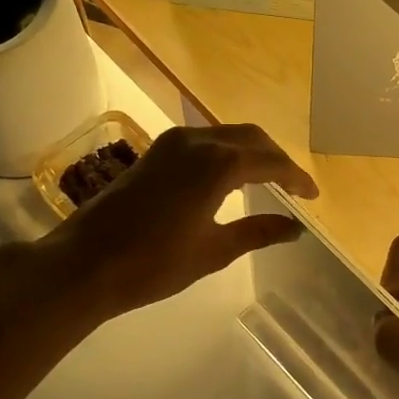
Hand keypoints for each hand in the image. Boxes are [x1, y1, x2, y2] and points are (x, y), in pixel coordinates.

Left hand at [33, 123, 318, 320]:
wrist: (85, 263)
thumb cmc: (154, 263)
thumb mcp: (214, 251)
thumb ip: (258, 232)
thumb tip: (294, 228)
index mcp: (218, 164)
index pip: (271, 162)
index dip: (296, 178)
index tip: (312, 196)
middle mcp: (197, 141)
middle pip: (251, 138)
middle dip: (277, 159)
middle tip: (294, 186)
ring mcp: (172, 143)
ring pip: (226, 135)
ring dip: (251, 152)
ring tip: (268, 181)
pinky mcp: (155, 151)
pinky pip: (204, 141)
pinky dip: (226, 152)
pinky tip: (230, 177)